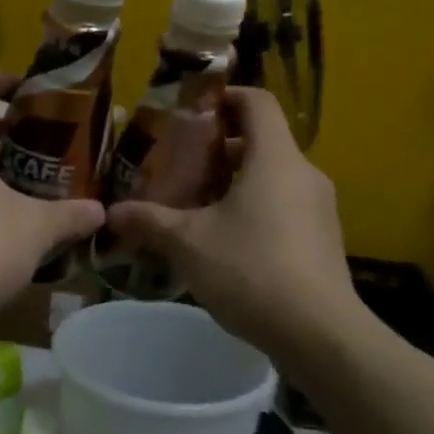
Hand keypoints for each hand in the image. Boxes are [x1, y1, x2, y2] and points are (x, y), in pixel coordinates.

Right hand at [106, 88, 357, 352]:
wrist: (319, 334)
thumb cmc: (251, 270)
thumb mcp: (188, 243)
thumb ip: (149, 221)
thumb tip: (111, 213)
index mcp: (275, 159)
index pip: (257, 102)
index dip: (224, 98)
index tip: (192, 113)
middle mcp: (304, 174)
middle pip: (262, 141)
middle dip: (219, 147)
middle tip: (182, 165)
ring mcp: (319, 209)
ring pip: (273, 177)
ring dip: (235, 182)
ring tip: (196, 205)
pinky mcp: (322, 239)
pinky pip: (284, 206)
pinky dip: (254, 208)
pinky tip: (225, 242)